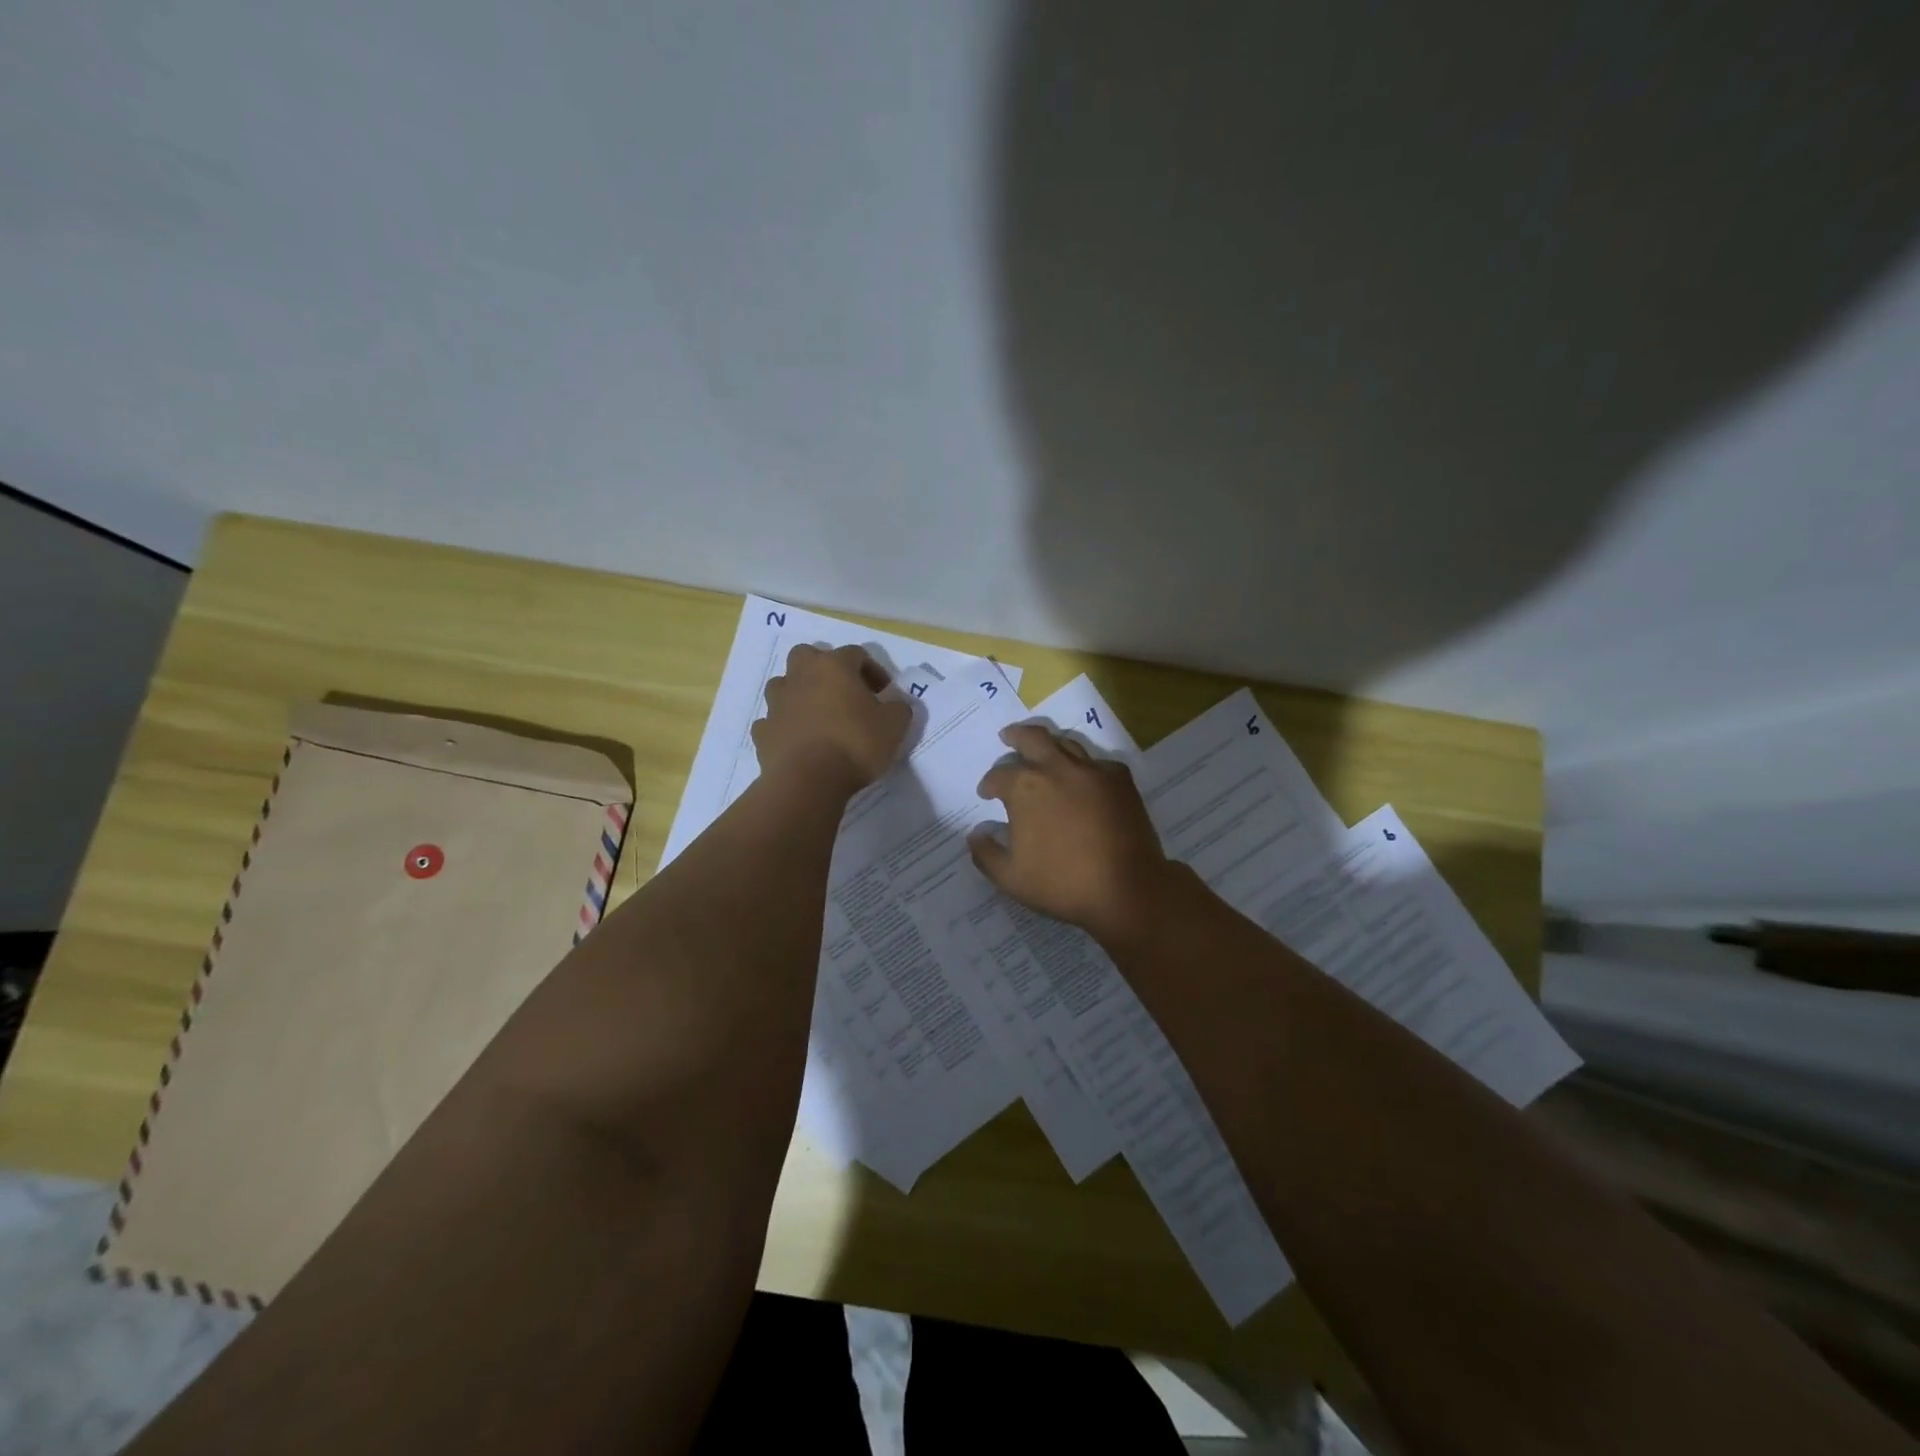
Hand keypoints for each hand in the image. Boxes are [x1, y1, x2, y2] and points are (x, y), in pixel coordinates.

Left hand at [752, 644, 911, 792]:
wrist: (808, 781)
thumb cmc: (855, 744)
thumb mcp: (894, 725)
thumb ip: (899, 708)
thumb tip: (896, 704)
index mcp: (833, 667)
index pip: (856, 654)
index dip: (873, 670)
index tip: (883, 693)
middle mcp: (800, 676)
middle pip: (808, 656)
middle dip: (824, 668)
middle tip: (842, 692)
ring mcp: (777, 703)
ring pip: (784, 685)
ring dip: (799, 693)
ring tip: (818, 715)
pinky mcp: (763, 732)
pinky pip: (773, 720)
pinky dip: (784, 725)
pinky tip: (798, 740)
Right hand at [969, 724, 1172, 941]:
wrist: (1126, 888)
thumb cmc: (1062, 883)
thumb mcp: (1010, 878)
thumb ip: (986, 854)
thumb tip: (976, 835)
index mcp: (1025, 788)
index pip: (998, 776)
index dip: (989, 784)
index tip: (987, 794)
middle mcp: (1056, 769)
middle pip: (1032, 738)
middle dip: (1015, 736)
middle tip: (1008, 737)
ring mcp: (1092, 771)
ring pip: (1066, 742)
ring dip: (1049, 744)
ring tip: (1043, 750)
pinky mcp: (1120, 780)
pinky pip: (1097, 762)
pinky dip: (1085, 765)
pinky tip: (1084, 777)